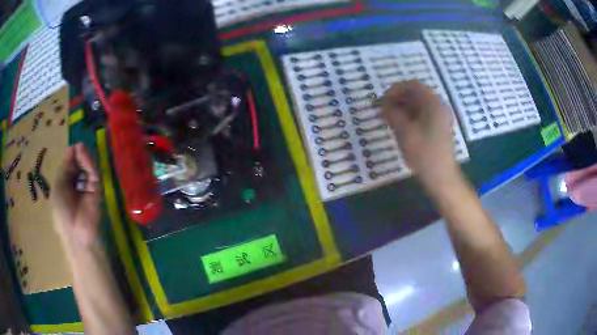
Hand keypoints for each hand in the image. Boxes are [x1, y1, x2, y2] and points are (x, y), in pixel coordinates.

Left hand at [52, 143, 101, 252]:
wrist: (76, 233)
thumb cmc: (62, 211)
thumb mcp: (59, 185)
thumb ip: (66, 166)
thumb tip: (75, 146)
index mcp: (66, 181)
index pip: (70, 161)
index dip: (71, 153)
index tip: (72, 149)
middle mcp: (77, 181)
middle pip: (80, 160)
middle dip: (79, 153)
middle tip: (79, 149)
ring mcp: (87, 184)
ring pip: (88, 164)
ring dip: (85, 156)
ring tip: (82, 151)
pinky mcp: (97, 188)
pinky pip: (94, 172)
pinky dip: (90, 164)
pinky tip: (86, 162)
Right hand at [380, 81, 460, 187]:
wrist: (441, 177)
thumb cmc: (423, 153)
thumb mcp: (403, 131)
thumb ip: (391, 113)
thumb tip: (382, 103)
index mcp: (432, 103)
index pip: (412, 85)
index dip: (395, 90)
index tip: (382, 101)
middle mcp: (438, 106)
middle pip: (416, 94)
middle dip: (398, 99)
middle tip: (384, 110)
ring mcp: (440, 117)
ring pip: (419, 105)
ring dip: (403, 108)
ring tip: (389, 119)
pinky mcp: (439, 127)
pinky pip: (423, 115)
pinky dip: (410, 116)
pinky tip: (401, 126)